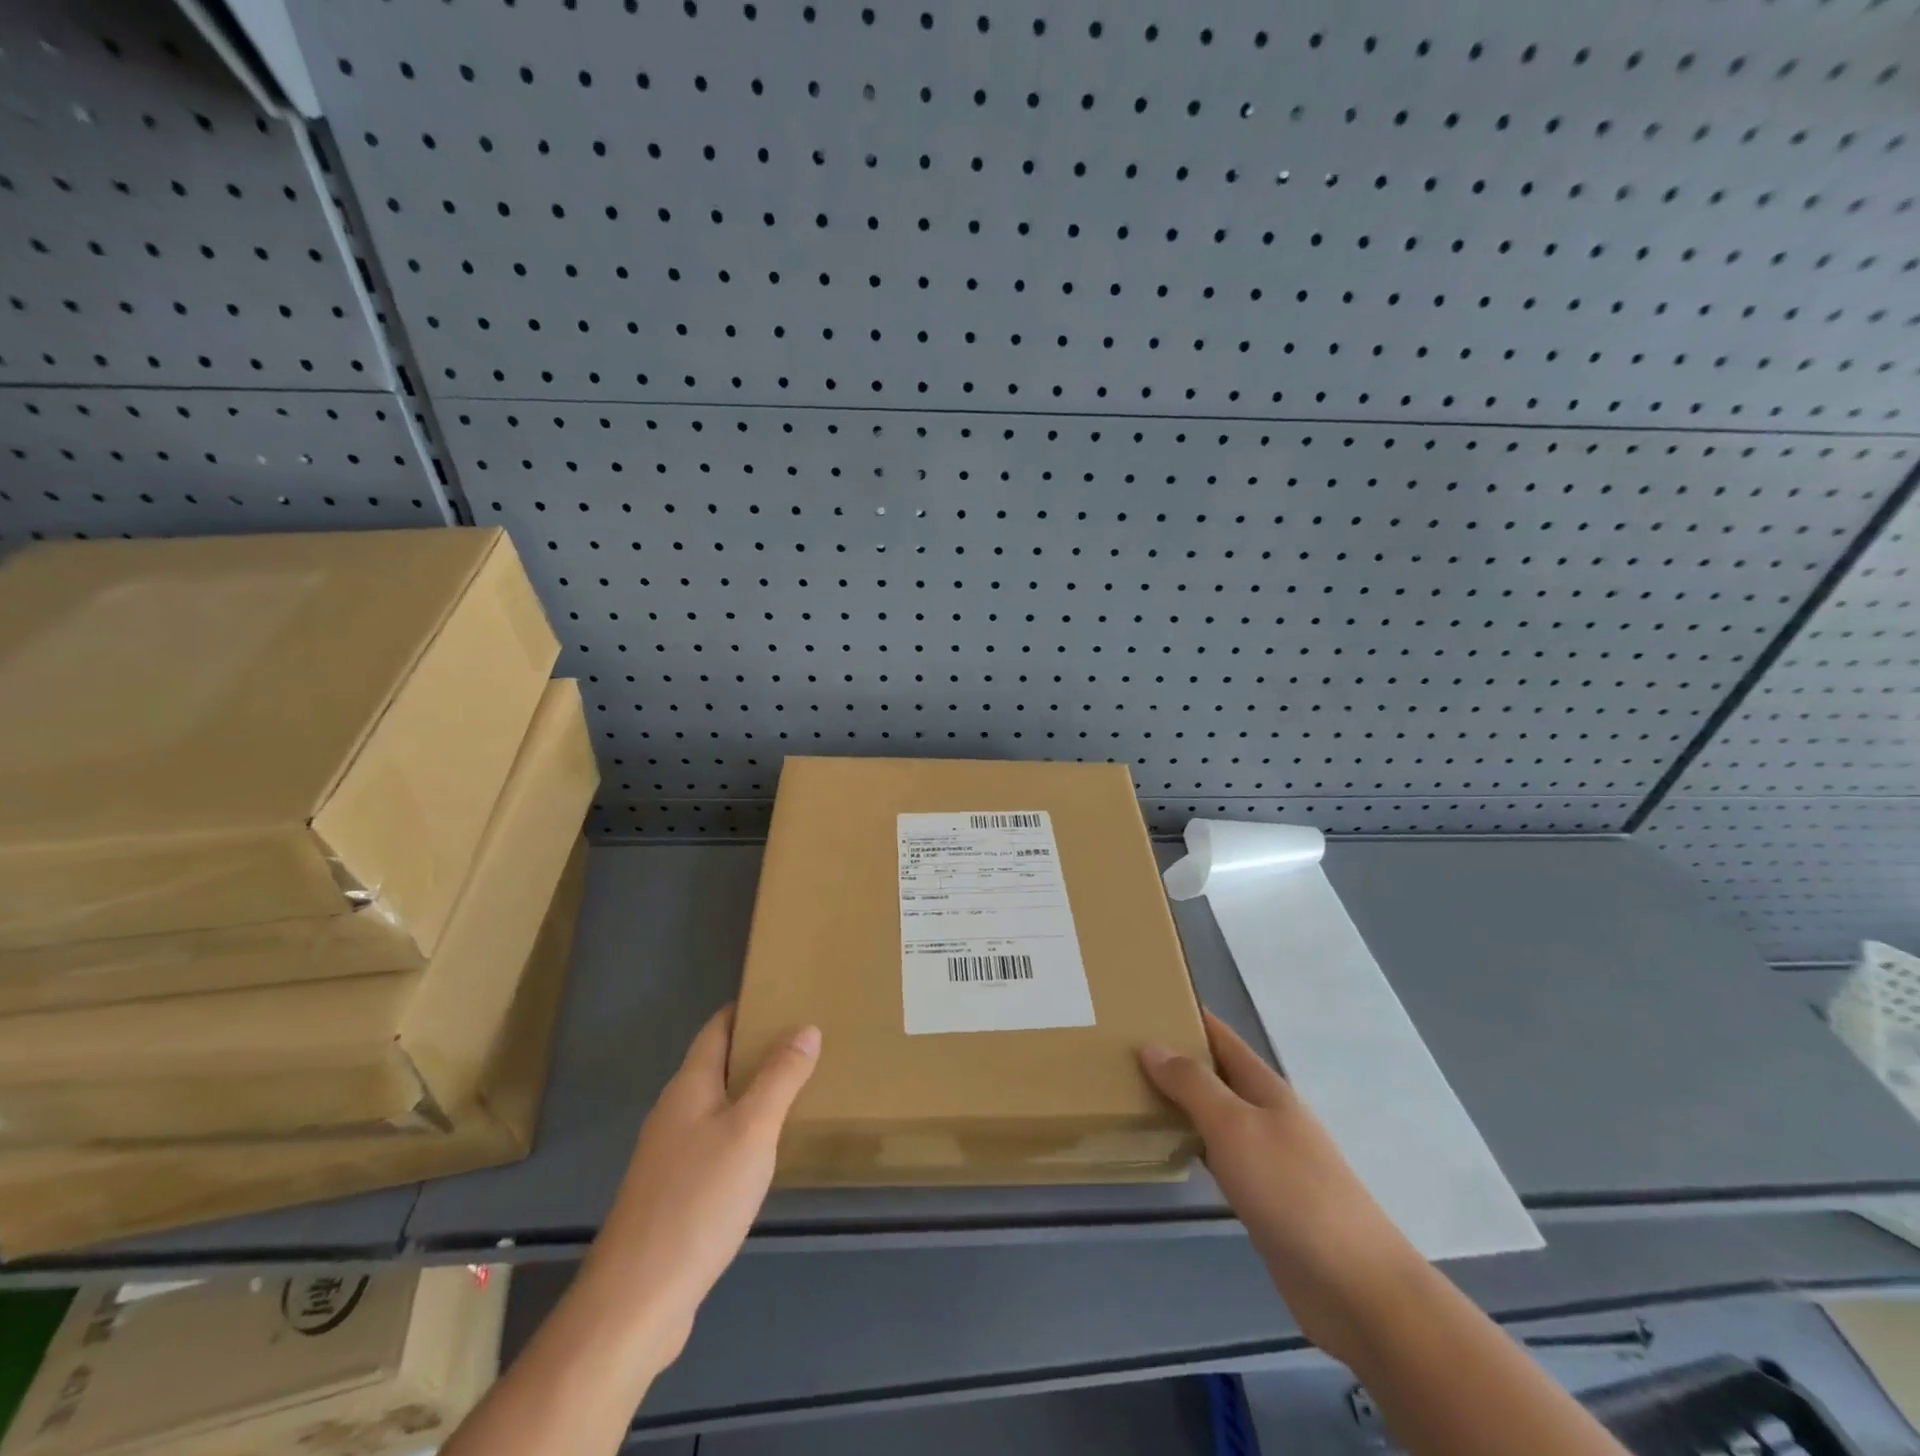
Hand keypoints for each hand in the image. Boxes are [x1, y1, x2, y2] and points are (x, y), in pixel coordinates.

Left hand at [574, 1005, 820, 1370]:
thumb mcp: (751, 1131)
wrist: (636, 1302)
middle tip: (807, 1039)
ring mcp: (670, 1156)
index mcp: (689, 1087)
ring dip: (752, 1090)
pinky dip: (743, 1130)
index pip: (717, 1028)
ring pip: (717, 1105)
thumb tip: (806, 1027)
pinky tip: (767, 1150)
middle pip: (717, 1064)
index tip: (786, 995)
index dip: (747, 1008)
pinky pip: (715, 1142)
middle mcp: (674, 1113)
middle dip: (757, 1048)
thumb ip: (780, 1077)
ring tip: (797, 1086)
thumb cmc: (698, 1202)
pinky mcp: (674, 1194)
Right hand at [1141, 1010, 1423, 1363]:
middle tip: (1125, 1049)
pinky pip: (1219, 1155)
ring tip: (1135, 1090)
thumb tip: (1151, 1045)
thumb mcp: (1235, 1126)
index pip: (1221, 1037)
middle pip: (1217, 1074)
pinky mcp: (1264, 1198)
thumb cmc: (1292, 1190)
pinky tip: (1169, 1149)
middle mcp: (1267, 1114)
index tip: (1148, 1002)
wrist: (1353, 1285)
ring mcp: (1268, 1157)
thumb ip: (1192, 1084)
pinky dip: (1192, 1142)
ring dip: (1182, 1101)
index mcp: (1265, 1087)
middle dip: (1178, 1058)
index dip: (1189, 1017)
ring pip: (1216, 1114)